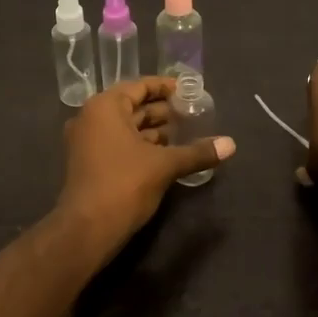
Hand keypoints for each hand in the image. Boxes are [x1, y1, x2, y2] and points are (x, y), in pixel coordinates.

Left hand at [56, 77, 235, 256]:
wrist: (87, 229)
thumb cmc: (124, 185)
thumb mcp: (164, 165)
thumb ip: (197, 152)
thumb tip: (231, 144)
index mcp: (104, 107)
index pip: (139, 86)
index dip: (166, 88)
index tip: (189, 92)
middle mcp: (91, 118)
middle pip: (132, 106)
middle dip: (163, 111)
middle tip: (193, 114)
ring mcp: (86, 142)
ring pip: (126, 127)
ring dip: (154, 130)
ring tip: (185, 134)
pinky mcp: (90, 163)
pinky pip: (119, 144)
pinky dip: (141, 145)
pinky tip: (167, 154)